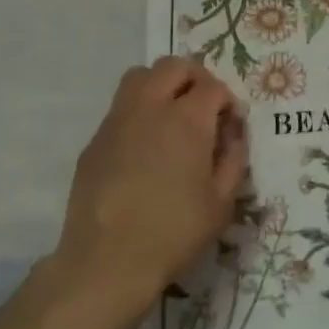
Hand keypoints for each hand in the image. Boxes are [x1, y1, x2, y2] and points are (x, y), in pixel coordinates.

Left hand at [49, 56, 248, 327]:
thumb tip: (231, 134)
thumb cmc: (174, 232)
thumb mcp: (223, 201)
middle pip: (173, 66)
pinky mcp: (95, 141)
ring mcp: (117, 122)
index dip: (227, 101)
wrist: (107, 262)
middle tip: (204, 108)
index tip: (230, 126)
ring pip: (140, 77)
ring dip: (162, 85)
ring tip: (172, 117)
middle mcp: (150, 108)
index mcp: (187, 120)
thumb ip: (233, 158)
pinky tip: (145, 149)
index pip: (213, 86)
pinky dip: (139, 112)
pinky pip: (120, 108)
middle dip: (195, 78)